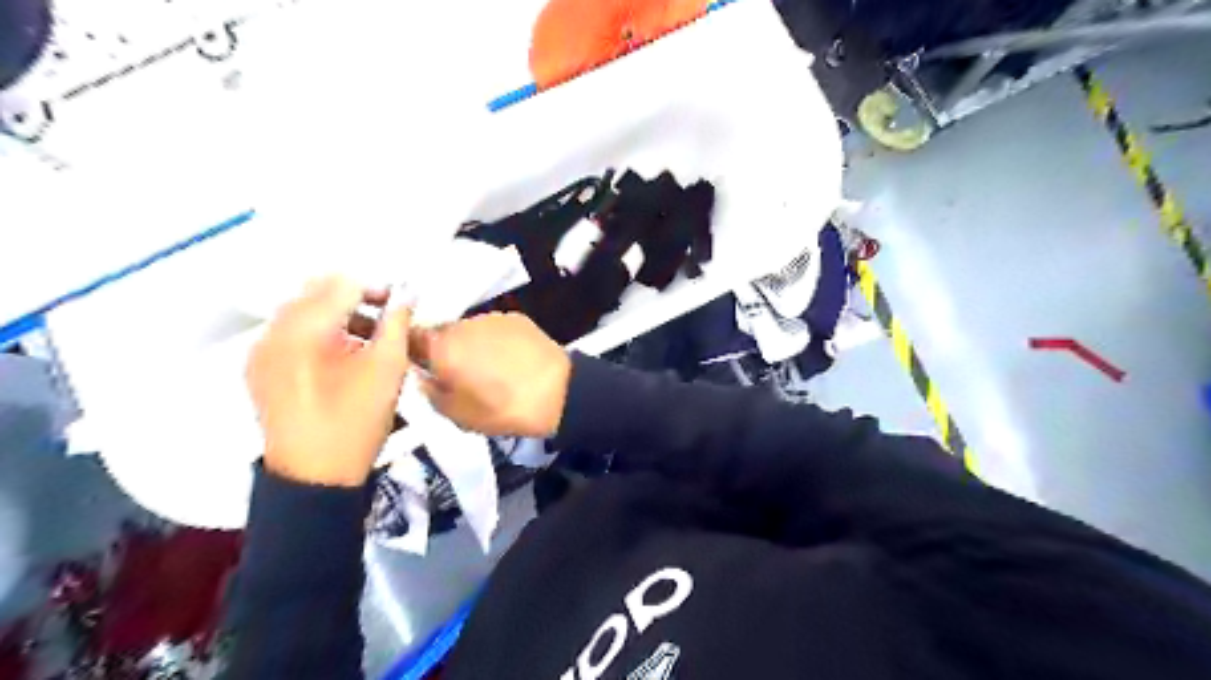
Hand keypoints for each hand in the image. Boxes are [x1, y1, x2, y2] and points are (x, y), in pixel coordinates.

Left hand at [247, 274, 414, 486]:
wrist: (314, 477)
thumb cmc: (356, 420)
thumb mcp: (388, 368)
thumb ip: (397, 323)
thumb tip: (405, 293)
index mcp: (304, 329)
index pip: (342, 284)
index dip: (376, 288)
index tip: (399, 307)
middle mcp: (274, 331)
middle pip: (317, 292)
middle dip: (355, 299)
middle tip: (385, 322)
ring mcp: (261, 350)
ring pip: (302, 311)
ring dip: (336, 315)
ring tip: (365, 341)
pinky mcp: (259, 369)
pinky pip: (290, 334)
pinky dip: (317, 334)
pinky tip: (338, 358)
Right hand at [415, 311, 570, 438]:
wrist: (555, 393)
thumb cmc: (501, 409)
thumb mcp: (457, 415)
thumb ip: (430, 392)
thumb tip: (422, 377)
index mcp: (441, 348)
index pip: (410, 338)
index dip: (412, 351)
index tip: (421, 366)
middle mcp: (462, 325)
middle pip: (442, 333)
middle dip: (445, 350)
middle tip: (459, 373)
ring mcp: (491, 318)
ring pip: (469, 329)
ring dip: (472, 343)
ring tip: (489, 367)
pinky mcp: (516, 317)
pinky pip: (494, 327)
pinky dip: (495, 340)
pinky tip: (509, 358)